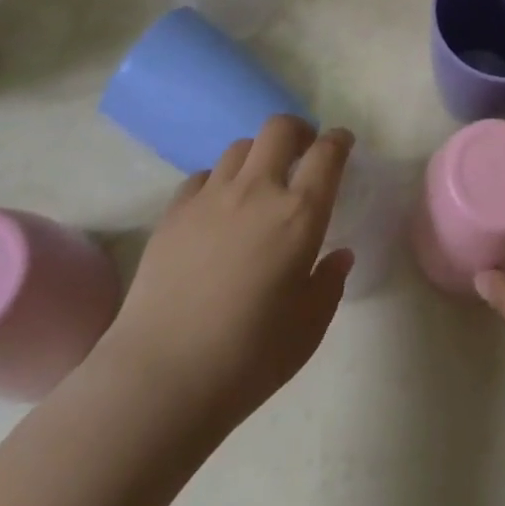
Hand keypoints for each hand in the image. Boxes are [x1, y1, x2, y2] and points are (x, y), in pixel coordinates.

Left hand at [93, 116, 355, 438]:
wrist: (161, 377)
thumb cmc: (248, 359)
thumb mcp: (308, 329)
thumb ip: (329, 284)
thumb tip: (339, 255)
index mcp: (299, 215)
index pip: (327, 154)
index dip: (339, 140)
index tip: (343, 142)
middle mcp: (257, 190)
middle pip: (279, 128)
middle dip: (298, 131)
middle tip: (303, 151)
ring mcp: (211, 196)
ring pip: (240, 146)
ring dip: (258, 155)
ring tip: (259, 181)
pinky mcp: (175, 210)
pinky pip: (204, 175)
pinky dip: (219, 181)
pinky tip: (218, 209)